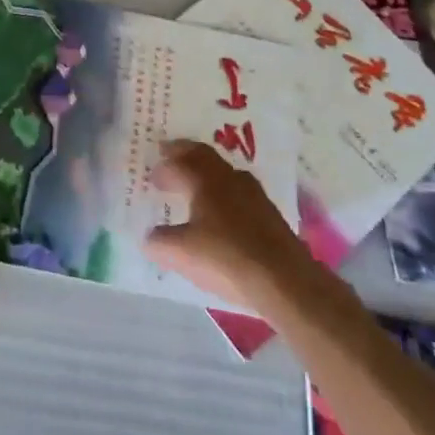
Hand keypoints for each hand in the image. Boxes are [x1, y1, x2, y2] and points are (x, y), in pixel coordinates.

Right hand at [143, 139, 346, 316]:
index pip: (179, 161)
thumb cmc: (225, 258)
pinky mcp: (269, 213)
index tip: (152, 176)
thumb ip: (160, 242)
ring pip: (224, 171)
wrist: (284, 280)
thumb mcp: (181, 253)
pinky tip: (221, 212)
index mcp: (204, 180)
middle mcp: (229, 177)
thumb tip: (150, 237)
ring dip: (205, 173)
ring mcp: (253, 193)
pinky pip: (239, 191)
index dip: (164, 167)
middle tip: (170, 157)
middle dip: (184, 155)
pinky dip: (223, 192)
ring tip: (194, 185)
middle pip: (203, 155)